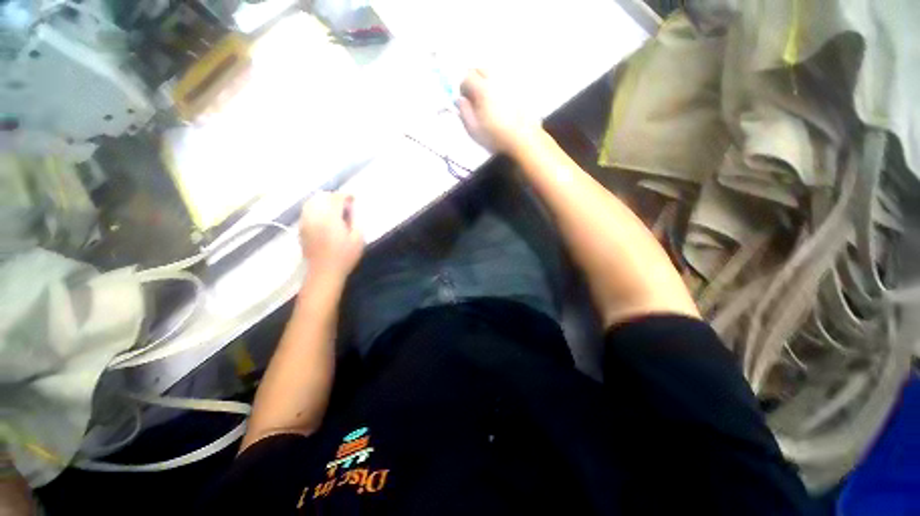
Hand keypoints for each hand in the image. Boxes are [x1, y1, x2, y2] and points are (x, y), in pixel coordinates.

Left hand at [299, 192, 363, 280]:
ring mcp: (306, 222)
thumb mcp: (358, 238)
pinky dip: (315, 208)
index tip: (353, 199)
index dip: (346, 195)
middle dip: (333, 196)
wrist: (325, 272)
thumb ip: (356, 220)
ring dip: (323, 201)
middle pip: (321, 196)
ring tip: (333, 208)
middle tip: (344, 204)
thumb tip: (352, 208)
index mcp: (330, 218)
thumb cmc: (345, 256)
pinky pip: (307, 211)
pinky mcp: (302, 229)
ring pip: (311, 202)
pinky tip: (324, 217)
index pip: (336, 198)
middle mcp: (315, 216)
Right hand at [457, 69, 541, 152]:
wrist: (522, 138)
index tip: (464, 101)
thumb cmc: (496, 136)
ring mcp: (508, 82)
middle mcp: (496, 80)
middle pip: (479, 69)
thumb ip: (463, 112)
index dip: (462, 89)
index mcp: (482, 89)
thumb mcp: (473, 129)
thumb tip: (459, 100)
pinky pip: (504, 79)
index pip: (466, 78)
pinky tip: (499, 101)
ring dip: (485, 81)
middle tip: (473, 97)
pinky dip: (498, 85)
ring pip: (492, 72)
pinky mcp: (518, 88)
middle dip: (473, 80)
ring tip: (486, 99)